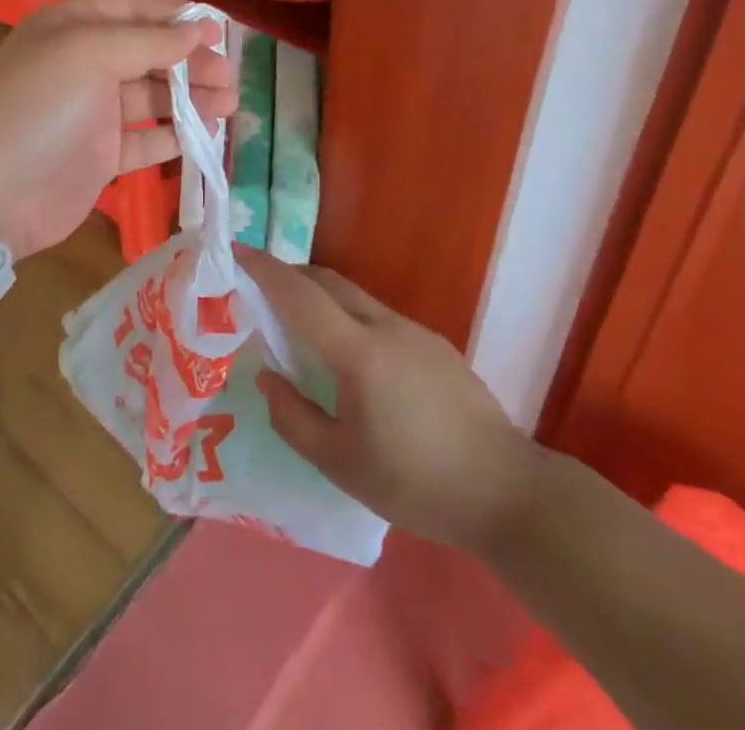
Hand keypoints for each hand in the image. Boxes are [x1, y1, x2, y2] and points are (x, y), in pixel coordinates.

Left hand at [0, 0, 236, 257]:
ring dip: (192, 98)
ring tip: (231, 103)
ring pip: (154, 96)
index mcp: (73, 28)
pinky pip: (147, 138)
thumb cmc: (37, 108)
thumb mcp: (89, 56)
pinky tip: (206, 134)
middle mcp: (84, 64)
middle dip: (191, 61)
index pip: (134, 10)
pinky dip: (176, 135)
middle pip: (149, 54)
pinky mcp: (102, 155)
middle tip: (229, 74)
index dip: (175, 17)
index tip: (217, 30)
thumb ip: (148, 42)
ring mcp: (93, 112)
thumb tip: (199, 29)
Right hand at [235, 247, 536, 548]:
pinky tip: (353, 358)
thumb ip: (294, 418)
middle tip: (262, 290)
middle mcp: (385, 327)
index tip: (237, 251)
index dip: (265, 269)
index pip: (299, 294)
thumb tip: (267, 378)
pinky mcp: (436, 344)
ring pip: (356, 296)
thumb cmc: (416, 483)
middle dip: (291, 275)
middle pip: (328, 281)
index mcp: (358, 352)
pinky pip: (379, 315)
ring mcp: (415, 331)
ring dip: (322, 296)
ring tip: (302, 326)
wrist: (507, 492)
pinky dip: (350, 316)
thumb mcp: (341, 464)